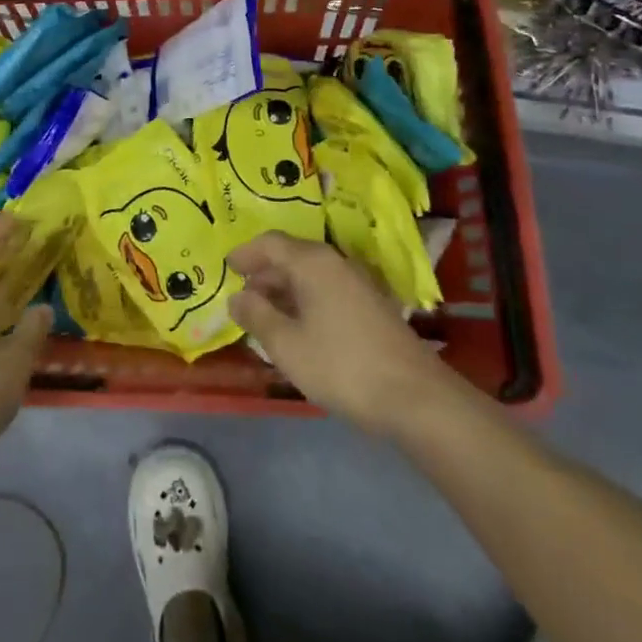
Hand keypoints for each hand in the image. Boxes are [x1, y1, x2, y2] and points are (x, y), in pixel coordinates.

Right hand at [228, 234, 449, 434]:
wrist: (415, 398)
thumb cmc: (341, 365)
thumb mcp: (286, 344)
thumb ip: (256, 316)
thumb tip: (237, 297)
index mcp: (312, 262)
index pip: (270, 243)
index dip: (245, 253)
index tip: (226, 267)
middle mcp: (335, 263)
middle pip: (291, 257)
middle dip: (263, 275)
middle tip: (241, 299)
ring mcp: (357, 284)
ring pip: (310, 277)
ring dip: (284, 292)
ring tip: (263, 318)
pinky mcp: (371, 306)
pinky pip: (326, 292)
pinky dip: (305, 303)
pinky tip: (297, 330)